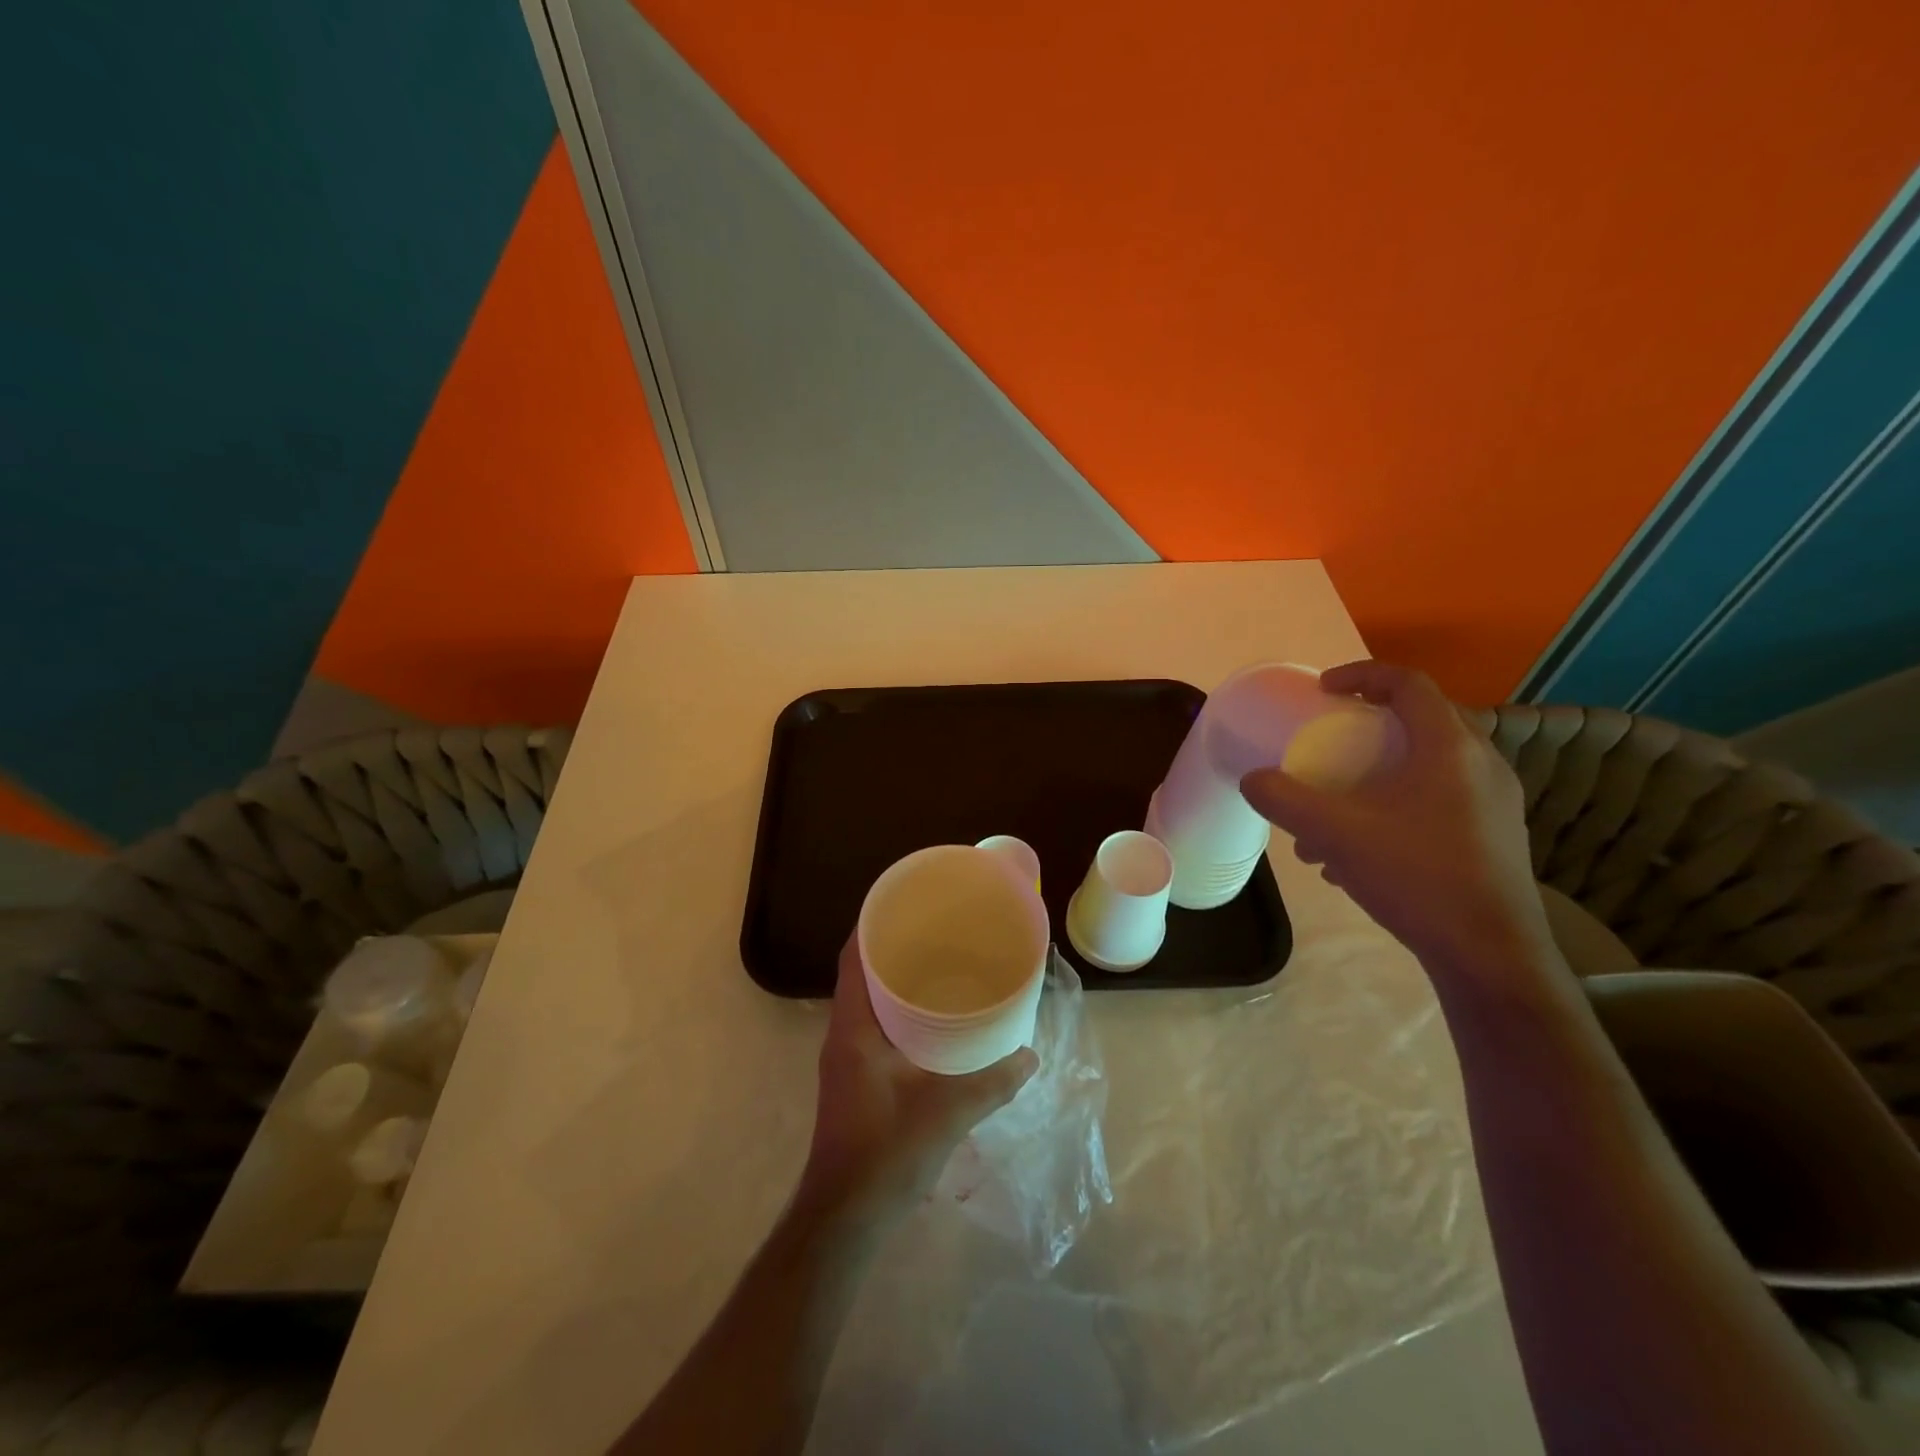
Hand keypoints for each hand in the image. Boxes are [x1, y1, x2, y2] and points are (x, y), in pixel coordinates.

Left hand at [800, 937, 1037, 1224]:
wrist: (845, 1220)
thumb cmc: (885, 1154)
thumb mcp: (945, 1114)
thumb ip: (991, 1083)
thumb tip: (1030, 1056)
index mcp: (852, 1027)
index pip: (853, 956)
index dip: (873, 922)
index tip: (908, 902)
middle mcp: (843, 1034)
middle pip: (861, 971)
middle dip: (893, 946)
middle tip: (938, 929)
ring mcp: (847, 1058)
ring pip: (869, 1000)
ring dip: (896, 978)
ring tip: (940, 963)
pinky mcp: (856, 1078)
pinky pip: (876, 1025)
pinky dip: (899, 1010)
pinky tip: (933, 1019)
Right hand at [1240, 661, 1555, 981]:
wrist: (1491, 956)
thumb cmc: (1416, 877)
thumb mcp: (1335, 833)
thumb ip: (1284, 799)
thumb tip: (1253, 780)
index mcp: (1449, 748)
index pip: (1408, 683)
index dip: (1361, 676)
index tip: (1323, 692)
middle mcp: (1480, 765)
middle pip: (1417, 723)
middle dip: (1363, 731)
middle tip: (1327, 744)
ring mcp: (1493, 803)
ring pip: (1423, 768)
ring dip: (1373, 777)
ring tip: (1330, 817)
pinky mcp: (1493, 837)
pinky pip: (1435, 801)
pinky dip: (1393, 807)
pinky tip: (1356, 855)